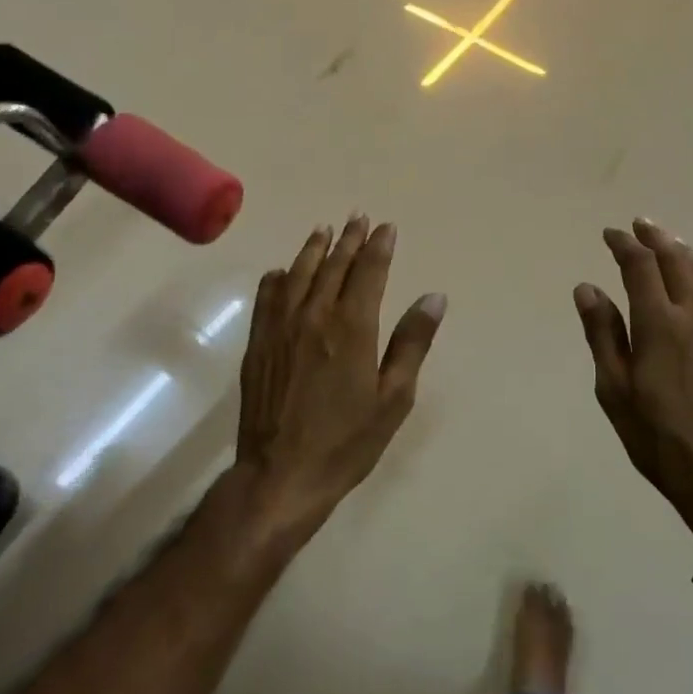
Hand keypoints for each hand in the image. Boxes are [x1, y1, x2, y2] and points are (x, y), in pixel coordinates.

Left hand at [236, 216, 446, 536]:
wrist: (281, 475)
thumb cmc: (346, 440)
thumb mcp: (394, 397)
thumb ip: (412, 343)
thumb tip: (434, 298)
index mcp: (352, 326)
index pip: (368, 271)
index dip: (379, 247)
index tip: (386, 227)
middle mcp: (314, 315)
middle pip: (334, 265)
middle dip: (349, 239)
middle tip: (359, 218)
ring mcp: (280, 327)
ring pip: (298, 274)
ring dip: (314, 249)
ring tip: (324, 230)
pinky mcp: (258, 343)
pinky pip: (267, 297)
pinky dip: (277, 279)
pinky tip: (281, 272)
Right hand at [574, 218, 692, 539]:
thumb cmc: (656, 434)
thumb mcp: (614, 388)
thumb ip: (602, 333)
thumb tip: (587, 287)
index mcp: (658, 322)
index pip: (640, 266)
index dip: (624, 244)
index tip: (611, 234)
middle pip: (676, 261)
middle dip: (656, 238)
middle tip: (641, 225)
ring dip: (687, 256)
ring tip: (674, 247)